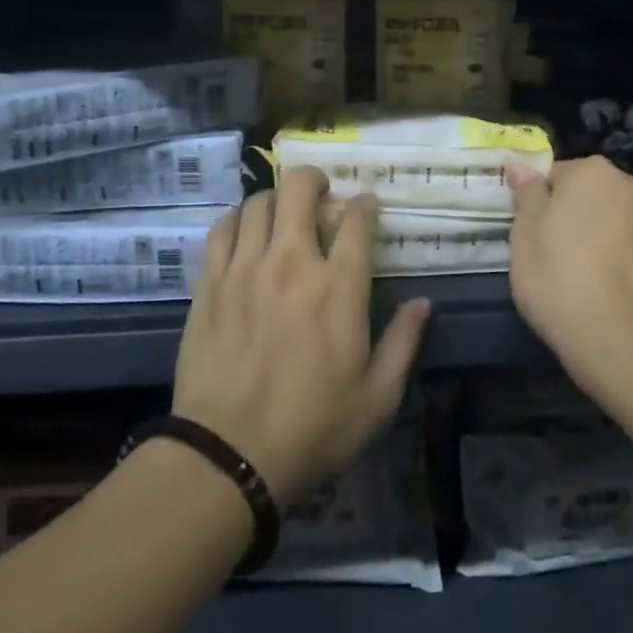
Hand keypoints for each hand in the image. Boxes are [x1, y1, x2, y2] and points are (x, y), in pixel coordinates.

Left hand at [171, 166, 430, 503]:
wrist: (229, 453)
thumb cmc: (313, 427)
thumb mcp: (378, 396)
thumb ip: (404, 342)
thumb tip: (423, 303)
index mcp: (338, 287)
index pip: (356, 221)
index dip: (365, 204)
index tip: (367, 204)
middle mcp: (291, 262)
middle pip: (299, 190)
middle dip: (314, 179)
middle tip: (320, 192)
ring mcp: (245, 268)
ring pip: (258, 202)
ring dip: (275, 197)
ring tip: (282, 212)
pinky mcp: (210, 283)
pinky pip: (221, 229)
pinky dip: (237, 218)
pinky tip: (244, 229)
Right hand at [506, 157, 632, 387]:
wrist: (624, 343)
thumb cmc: (560, 279)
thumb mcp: (524, 235)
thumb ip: (526, 194)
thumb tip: (520, 165)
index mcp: (594, 171)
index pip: (555, 175)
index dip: (539, 204)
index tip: (531, 234)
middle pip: (591, 193)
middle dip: (574, 215)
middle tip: (553, 255)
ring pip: (616, 220)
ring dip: (601, 236)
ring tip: (583, 277)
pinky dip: (621, 259)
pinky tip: (608, 290)